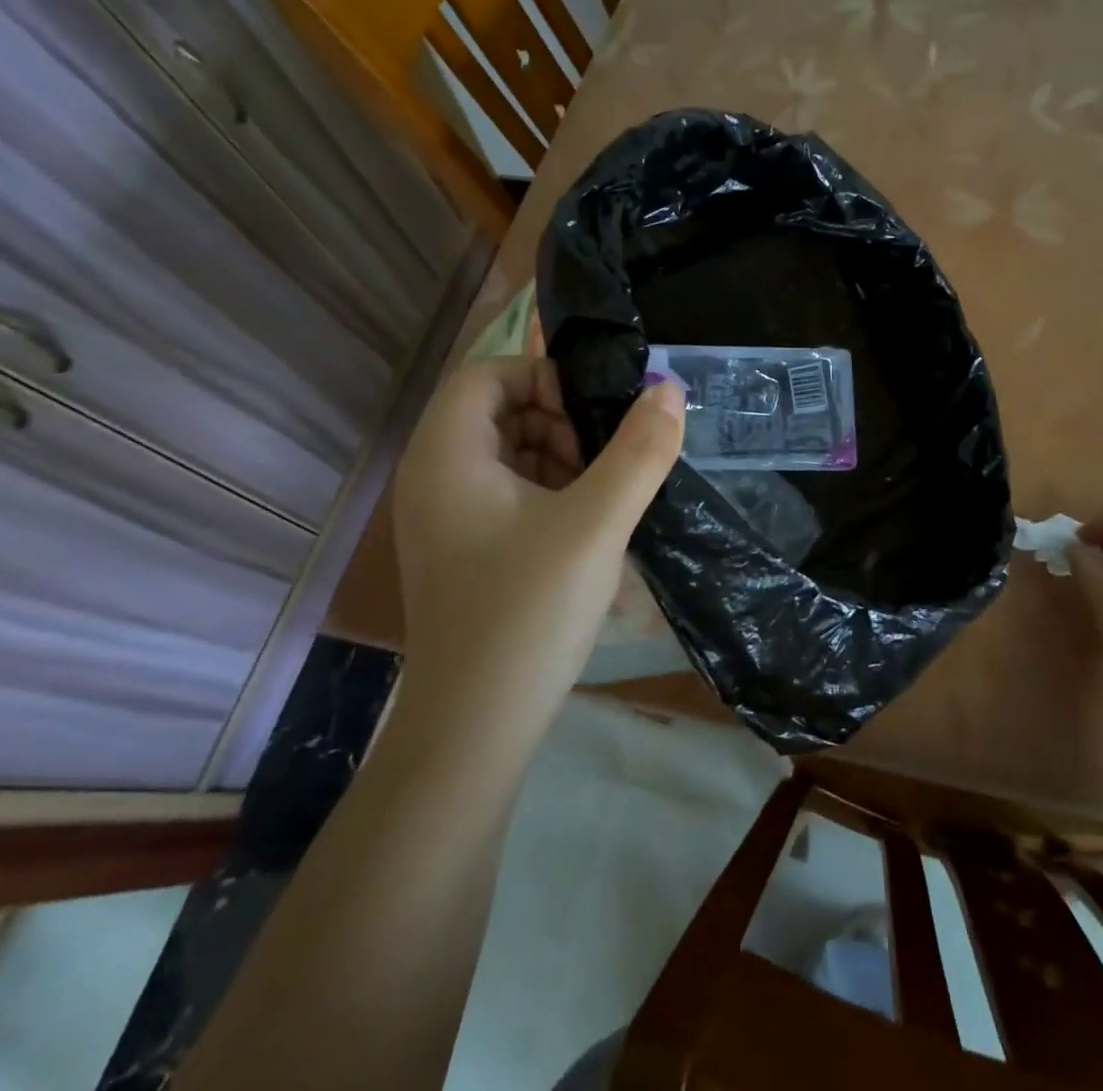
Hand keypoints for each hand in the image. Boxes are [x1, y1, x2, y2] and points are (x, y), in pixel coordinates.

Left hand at [391, 357, 683, 695]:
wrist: (475, 729)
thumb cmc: (529, 613)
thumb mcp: (597, 524)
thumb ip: (639, 451)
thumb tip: (668, 388)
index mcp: (446, 456)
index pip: (488, 373)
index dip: (545, 377)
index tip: (594, 415)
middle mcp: (433, 476)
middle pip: (498, 409)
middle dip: (559, 421)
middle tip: (605, 460)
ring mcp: (445, 517)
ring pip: (508, 451)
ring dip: (560, 457)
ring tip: (603, 497)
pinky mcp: (463, 548)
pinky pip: (507, 491)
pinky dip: (549, 492)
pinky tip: (585, 528)